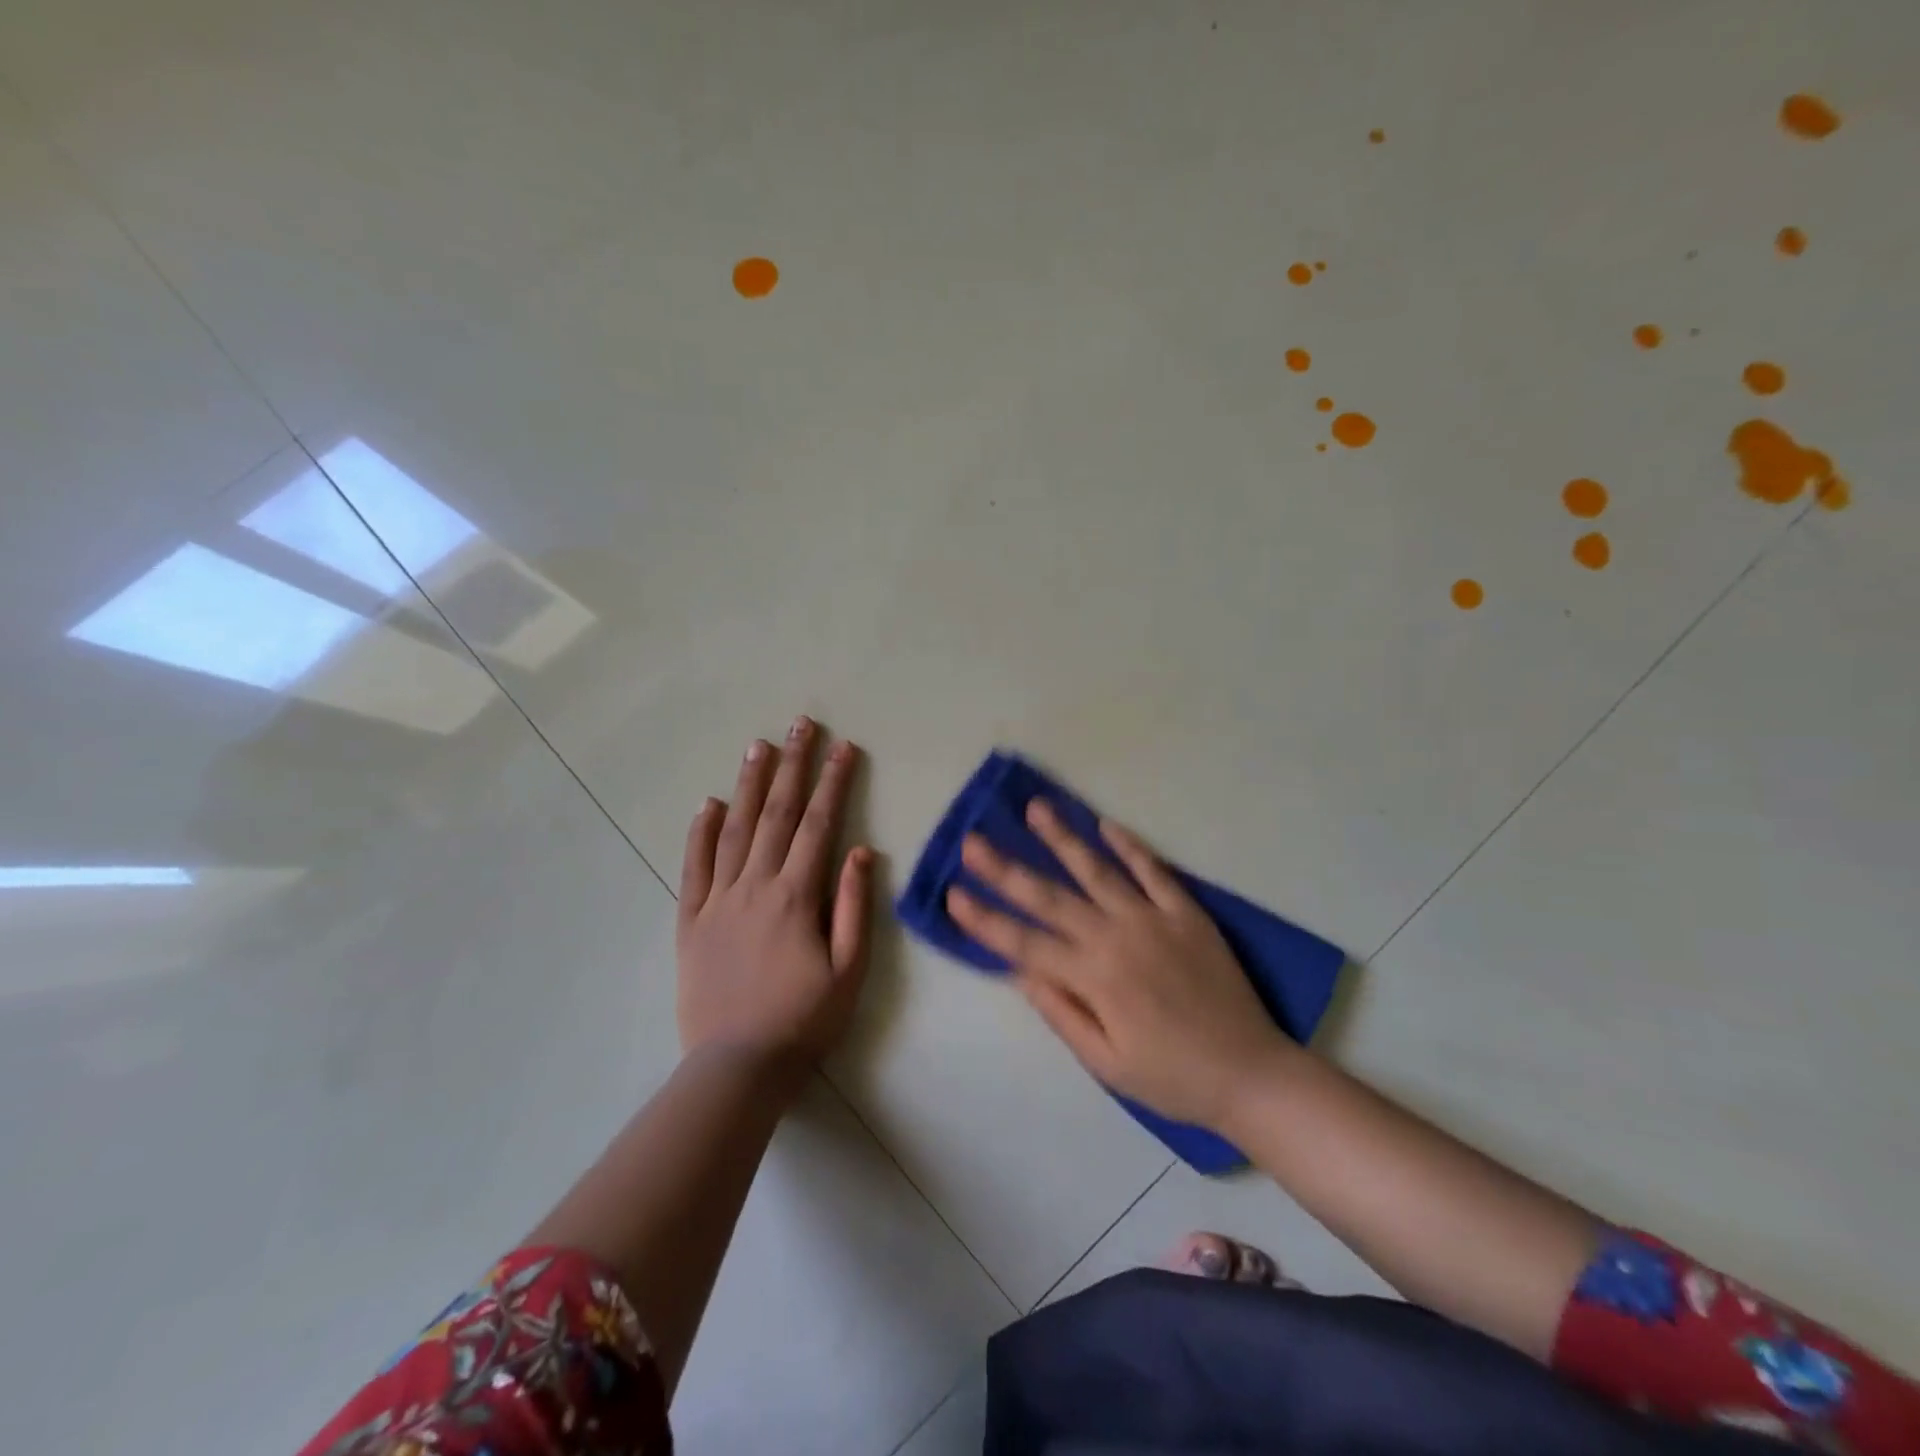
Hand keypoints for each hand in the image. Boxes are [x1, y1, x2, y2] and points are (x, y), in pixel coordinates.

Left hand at [677, 716, 872, 1082]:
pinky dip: (700, 832)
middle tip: (802, 724)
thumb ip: (855, 907)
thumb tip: (861, 851)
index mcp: (797, 896)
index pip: (820, 825)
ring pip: (735, 830)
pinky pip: (694, 867)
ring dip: (749, 784)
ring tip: (759, 745)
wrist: (738, 1065)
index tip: (845, 747)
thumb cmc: (804, 1019)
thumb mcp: (849, 970)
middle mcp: (756, 886)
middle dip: (794, 765)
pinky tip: (708, 804)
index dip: (835, 782)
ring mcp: (718, 900)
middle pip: (778, 814)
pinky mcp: (690, 920)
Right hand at [946, 802, 1295, 1130]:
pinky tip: (1105, 824)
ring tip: (1035, 809)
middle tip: (973, 840)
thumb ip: (1061, 1013)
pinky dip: (1129, 845)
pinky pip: (1153, 870)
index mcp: (1093, 979)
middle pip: (1049, 897)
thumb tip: (1020, 972)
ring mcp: (1153, 919)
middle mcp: (1116, 938)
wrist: (1250, 1073)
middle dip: (1006, 868)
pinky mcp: (1186, 912)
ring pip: (1097, 870)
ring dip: (1062, 839)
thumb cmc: (1172, 1077)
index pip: (1024, 943)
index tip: (953, 894)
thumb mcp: (1106, 1063)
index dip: (985, 920)